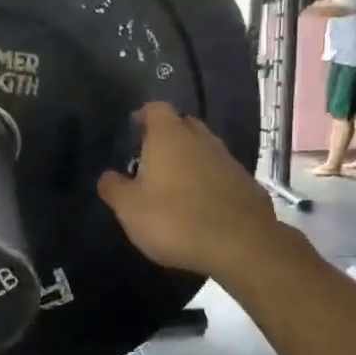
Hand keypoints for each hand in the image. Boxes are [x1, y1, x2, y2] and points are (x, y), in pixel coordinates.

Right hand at [97, 103, 290, 285]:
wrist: (241, 246)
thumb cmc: (174, 219)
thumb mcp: (129, 209)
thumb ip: (114, 188)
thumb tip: (107, 176)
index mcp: (168, 136)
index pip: (156, 109)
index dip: (144, 116)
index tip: (134, 130)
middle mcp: (201, 139)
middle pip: (183, 125)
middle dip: (168, 137)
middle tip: (152, 158)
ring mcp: (228, 160)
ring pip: (205, 150)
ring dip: (191, 161)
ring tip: (175, 185)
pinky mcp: (248, 184)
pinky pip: (222, 174)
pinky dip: (210, 182)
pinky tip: (202, 206)